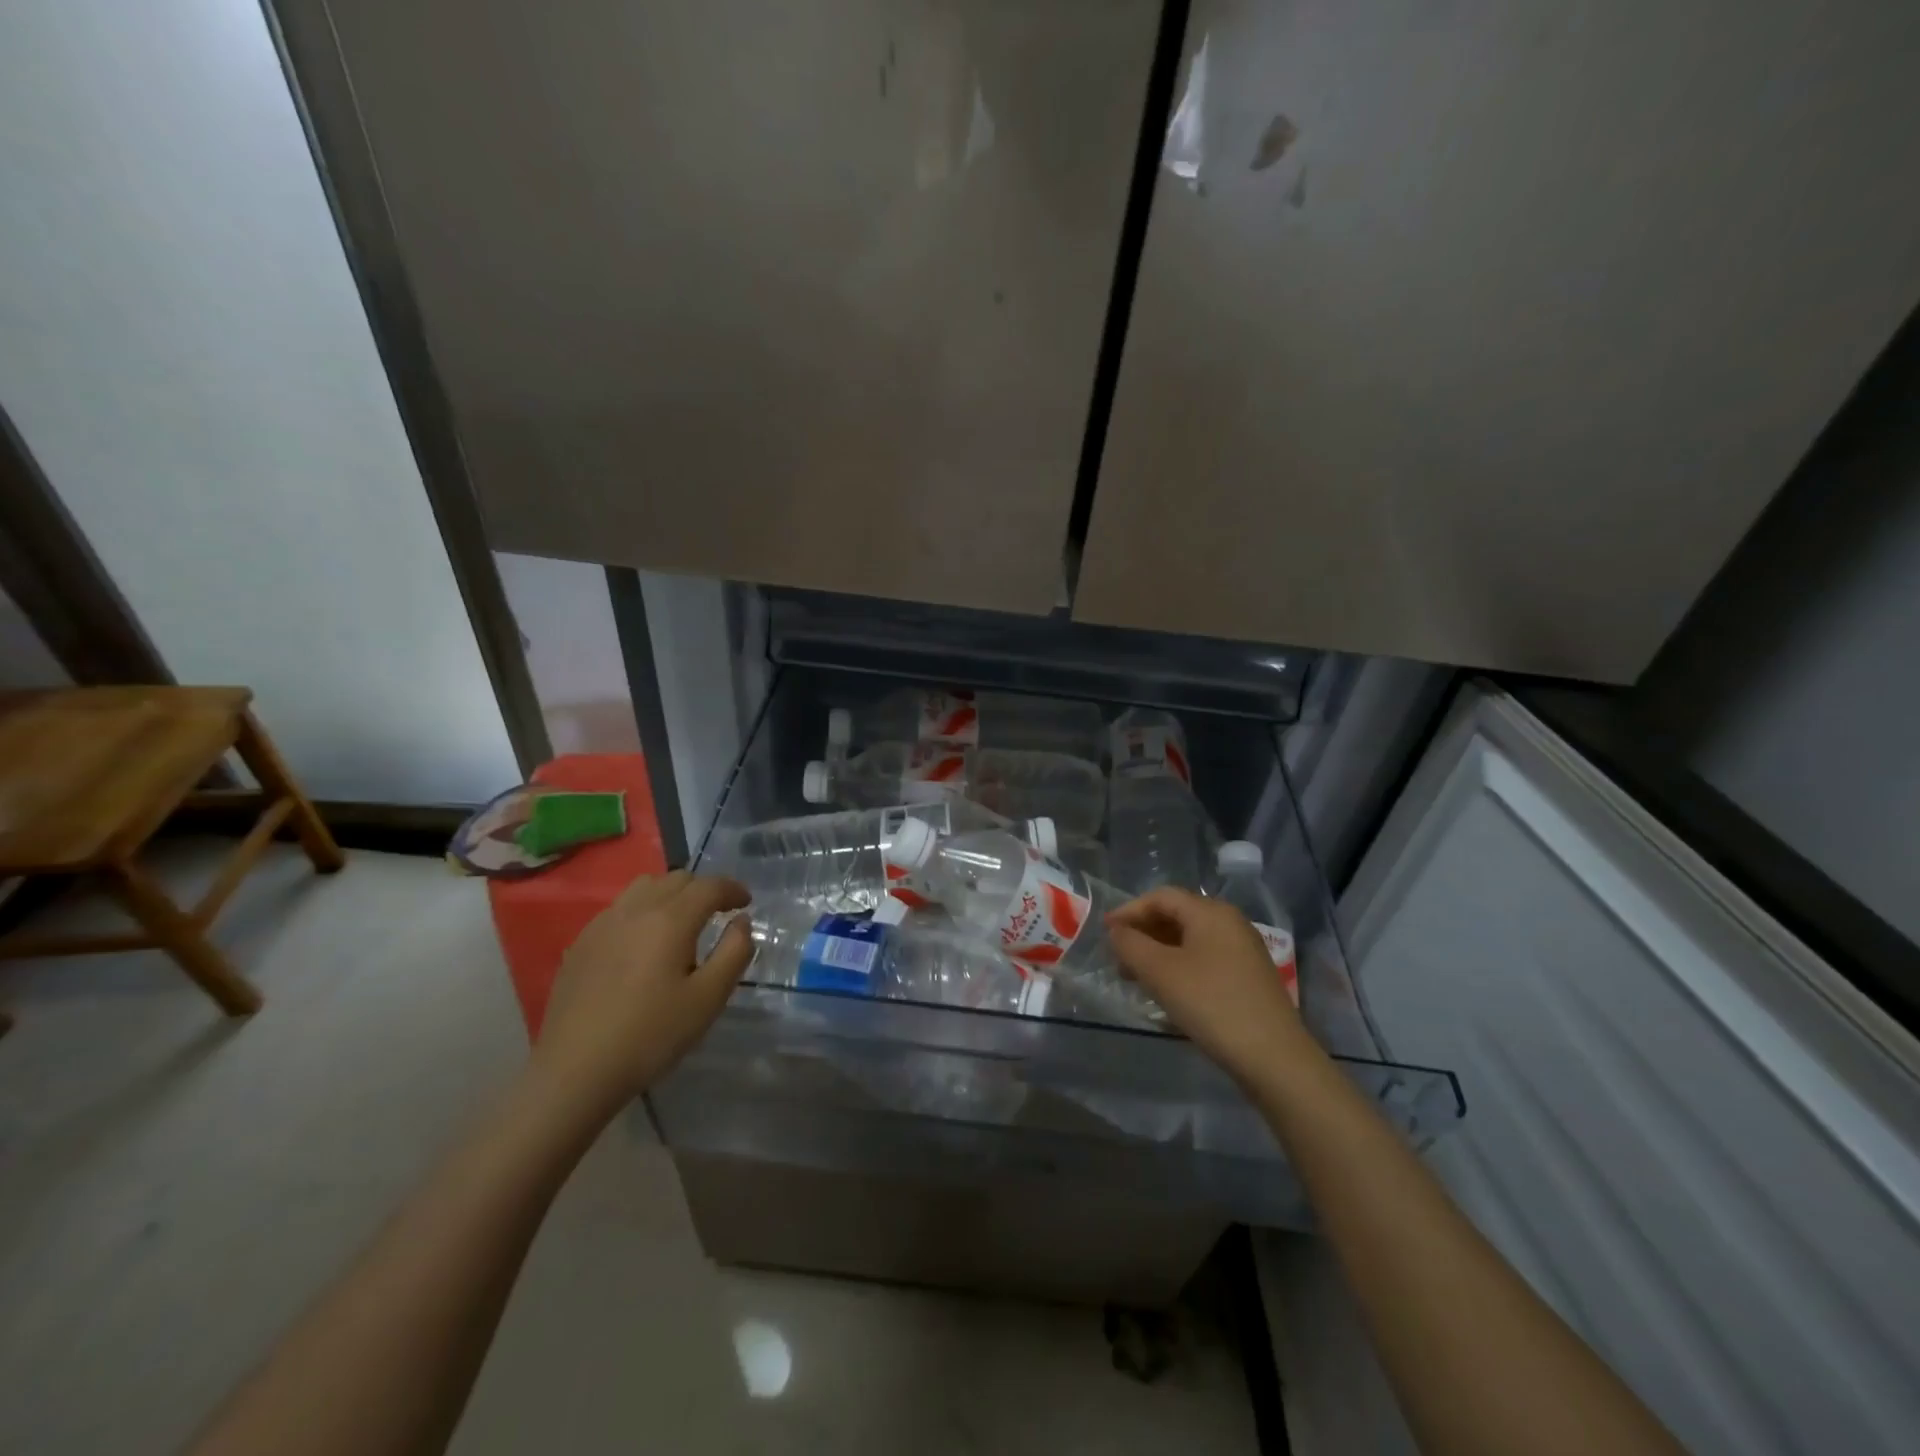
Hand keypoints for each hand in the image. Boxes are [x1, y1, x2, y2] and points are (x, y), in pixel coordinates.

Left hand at [527, 871, 752, 1125]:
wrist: (575, 1071)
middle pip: (677, 879)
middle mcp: (636, 910)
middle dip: (703, 889)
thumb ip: (734, 952)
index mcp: (670, 920)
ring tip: (681, 922)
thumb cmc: (651, 1035)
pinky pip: (620, 909)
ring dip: (671, 894)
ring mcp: (602, 924)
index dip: (732, 889)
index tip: (746, 903)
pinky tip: (643, 944)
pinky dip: (642, 911)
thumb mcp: (708, 999)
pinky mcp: (581, 943)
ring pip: (645, 887)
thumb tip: (741, 921)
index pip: (709, 886)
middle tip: (718, 914)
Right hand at [1106, 888, 1310, 1080]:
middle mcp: (1230, 922)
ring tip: (1136, 977)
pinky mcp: (1249, 977)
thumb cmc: (1211, 1004)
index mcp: (1210, 911)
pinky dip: (1179, 966)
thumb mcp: (1160, 972)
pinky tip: (1168, 991)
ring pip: (1190, 940)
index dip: (1128, 911)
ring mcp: (1243, 950)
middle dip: (1143, 933)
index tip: (1105, 932)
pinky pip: (1205, 959)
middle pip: (1177, 915)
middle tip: (1117, 957)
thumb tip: (1117, 932)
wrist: (1274, 1057)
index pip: (1160, 897)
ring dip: (1159, 952)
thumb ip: (1131, 945)